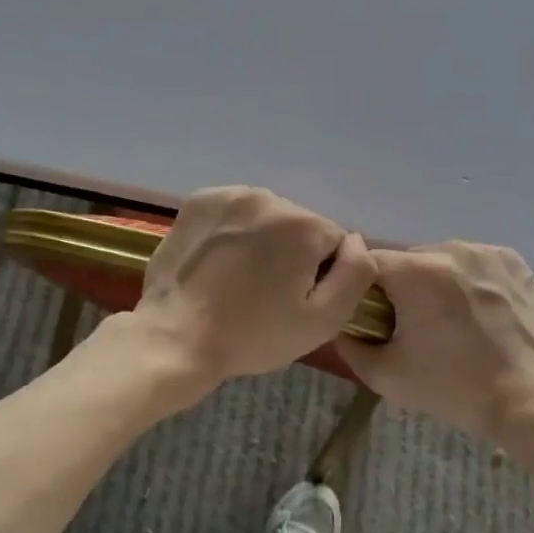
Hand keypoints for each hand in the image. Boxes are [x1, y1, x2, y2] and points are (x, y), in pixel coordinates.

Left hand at [133, 187, 377, 386]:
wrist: (175, 337)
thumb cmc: (252, 335)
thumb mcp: (323, 321)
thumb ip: (357, 274)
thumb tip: (357, 241)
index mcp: (303, 224)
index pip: (334, 243)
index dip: (321, 276)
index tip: (295, 301)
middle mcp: (269, 197)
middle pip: (299, 226)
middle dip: (291, 254)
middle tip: (266, 294)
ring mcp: (229, 195)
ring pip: (266, 217)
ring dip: (262, 240)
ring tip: (239, 278)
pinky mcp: (198, 201)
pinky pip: (234, 212)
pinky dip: (233, 230)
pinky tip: (219, 261)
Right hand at [339, 243, 533, 439]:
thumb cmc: (455, 388)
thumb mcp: (387, 376)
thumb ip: (350, 346)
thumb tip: (340, 327)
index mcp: (414, 272)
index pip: (368, 264)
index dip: (365, 290)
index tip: (375, 318)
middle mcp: (448, 249)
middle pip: (407, 260)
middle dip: (403, 287)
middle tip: (414, 326)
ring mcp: (484, 252)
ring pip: (441, 259)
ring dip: (437, 282)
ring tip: (451, 321)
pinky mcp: (512, 260)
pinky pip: (474, 263)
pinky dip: (469, 280)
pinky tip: (479, 312)